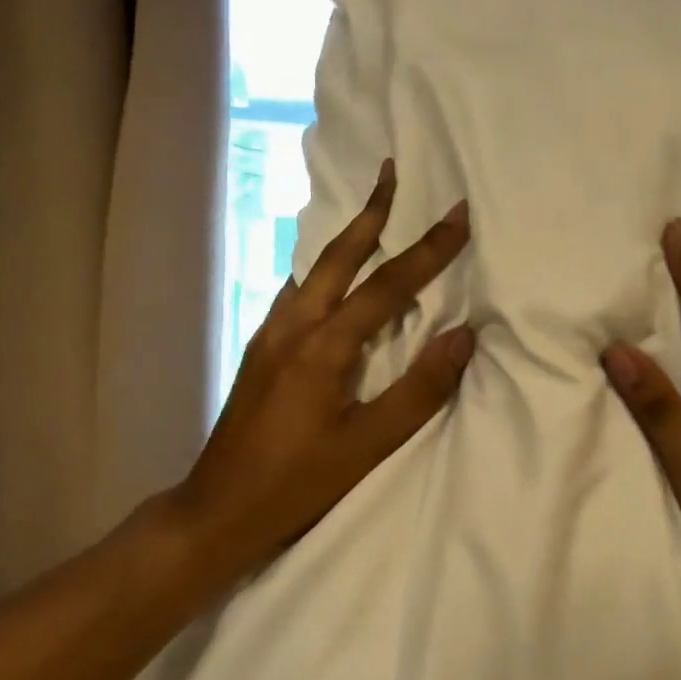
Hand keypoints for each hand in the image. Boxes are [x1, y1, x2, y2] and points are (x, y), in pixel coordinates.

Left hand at [173, 159, 472, 585]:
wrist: (217, 509)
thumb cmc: (297, 484)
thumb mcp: (367, 446)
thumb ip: (418, 390)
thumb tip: (464, 336)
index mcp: (322, 347)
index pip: (386, 286)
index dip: (427, 249)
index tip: (458, 212)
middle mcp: (292, 327)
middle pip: (336, 257)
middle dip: (369, 213)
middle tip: (390, 170)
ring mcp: (269, 337)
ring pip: (311, 272)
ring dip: (344, 239)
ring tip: (369, 215)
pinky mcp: (259, 353)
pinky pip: (296, 294)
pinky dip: (320, 271)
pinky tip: (327, 279)